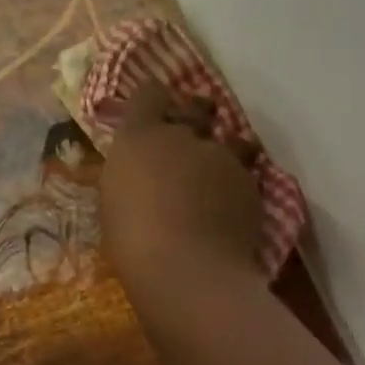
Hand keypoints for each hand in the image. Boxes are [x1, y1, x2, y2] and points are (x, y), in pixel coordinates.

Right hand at [99, 79, 264, 290]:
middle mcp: (183, 135)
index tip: (154, 110)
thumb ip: (130, 174)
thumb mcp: (114, 200)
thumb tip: (139, 171)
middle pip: (196, 107)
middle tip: (192, 134)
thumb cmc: (132, 238)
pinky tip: (232, 208)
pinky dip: (239, 185)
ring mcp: (221, 156)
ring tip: (220, 173)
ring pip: (230, 140)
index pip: (149, 93)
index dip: (153, 99)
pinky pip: (246, 174)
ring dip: (226, 150)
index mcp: (140, 135)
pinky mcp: (250, 183)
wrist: (188, 270)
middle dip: (197, 115)